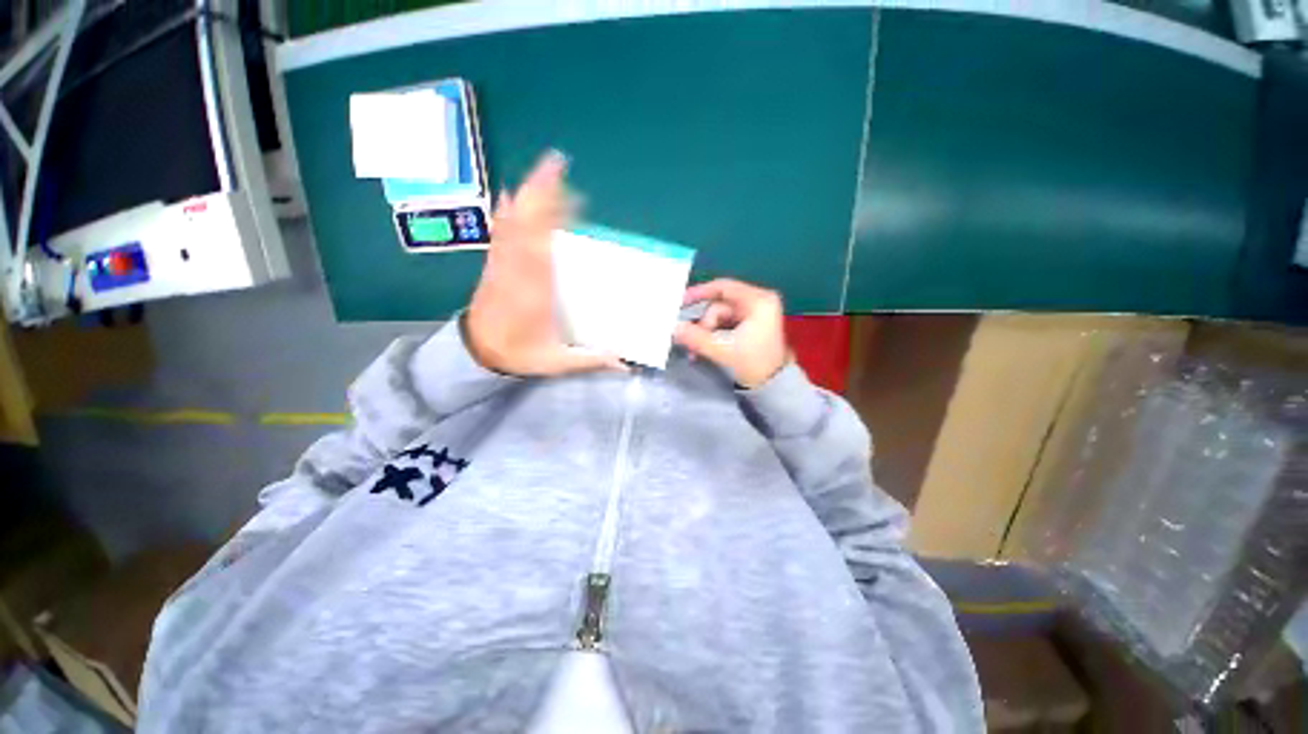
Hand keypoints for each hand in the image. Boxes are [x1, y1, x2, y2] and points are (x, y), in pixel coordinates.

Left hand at [465, 151, 624, 375]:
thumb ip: (590, 360)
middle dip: (540, 193)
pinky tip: (513, 193)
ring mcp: (502, 263)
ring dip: (528, 194)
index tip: (571, 200)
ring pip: (513, 221)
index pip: (541, 250)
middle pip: (525, 224)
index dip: (551, 222)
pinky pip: (501, 229)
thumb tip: (625, 363)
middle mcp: (516, 271)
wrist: (477, 351)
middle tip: (558, 165)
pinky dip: (509, 209)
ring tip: (546, 170)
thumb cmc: (518, 353)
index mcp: (533, 292)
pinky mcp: (495, 261)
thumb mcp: (555, 362)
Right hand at [674, 279, 789, 388]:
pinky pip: (725, 324)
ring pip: (719, 317)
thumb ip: (696, 337)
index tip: (681, 301)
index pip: (723, 287)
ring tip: (697, 352)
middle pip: (719, 305)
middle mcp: (758, 302)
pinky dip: (713, 335)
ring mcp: (755, 314)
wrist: (773, 386)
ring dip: (706, 333)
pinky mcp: (750, 325)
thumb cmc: (753, 363)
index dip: (699, 293)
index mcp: (758, 301)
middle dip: (703, 324)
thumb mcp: (722, 349)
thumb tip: (674, 328)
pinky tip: (705, 348)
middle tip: (691, 342)